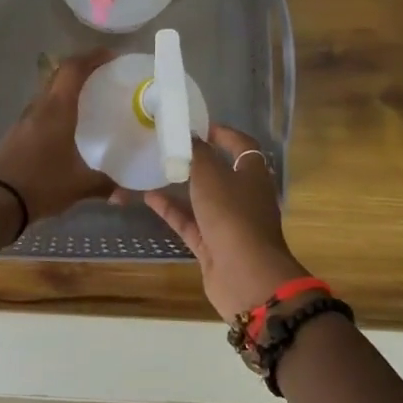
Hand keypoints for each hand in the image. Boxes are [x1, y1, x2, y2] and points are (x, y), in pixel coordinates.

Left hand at [0, 50, 115, 223]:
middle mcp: (39, 107)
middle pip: (59, 75)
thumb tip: (128, 194)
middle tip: (105, 76)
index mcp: (56, 109)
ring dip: (67, 89)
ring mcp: (24, 119)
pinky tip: (68, 126)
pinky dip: (57, 107)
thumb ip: (106, 185)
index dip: (92, 57)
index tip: (111, 56)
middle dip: (81, 69)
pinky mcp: (17, 133)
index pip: (73, 69)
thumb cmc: (40, 184)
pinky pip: (41, 110)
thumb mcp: (79, 185)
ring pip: (48, 92)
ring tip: (90, 99)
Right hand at [133, 124, 308, 323]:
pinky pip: (190, 222)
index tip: (197, 125)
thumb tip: (191, 137)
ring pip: (203, 199)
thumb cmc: (233, 216)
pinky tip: (149, 198)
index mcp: (253, 174)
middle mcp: (244, 196)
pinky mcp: (213, 245)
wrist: (246, 277)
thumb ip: (198, 154)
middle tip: (170, 147)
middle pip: (222, 172)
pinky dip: (172, 210)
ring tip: (156, 169)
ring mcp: (229, 223)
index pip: (242, 146)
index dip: (223, 133)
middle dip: (198, 160)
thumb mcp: (211, 176)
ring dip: (182, 186)